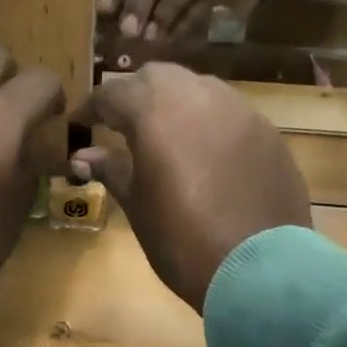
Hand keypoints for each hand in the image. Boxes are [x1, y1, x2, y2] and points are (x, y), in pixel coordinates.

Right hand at [69, 64, 310, 312]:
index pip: (113, 93)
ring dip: (174, 102)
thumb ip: (111, 169)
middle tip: (120, 123)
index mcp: (157, 111)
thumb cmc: (182, 239)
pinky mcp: (267, 132)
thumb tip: (83, 155)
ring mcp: (240, 110)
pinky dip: (207, 121)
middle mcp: (199, 96)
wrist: (259, 269)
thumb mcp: (138, 206)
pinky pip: (228, 112)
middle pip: (158, 77)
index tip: (79, 123)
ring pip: (197, 88)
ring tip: (163, 134)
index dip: (92, 107)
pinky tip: (204, 152)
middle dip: (135, 95)